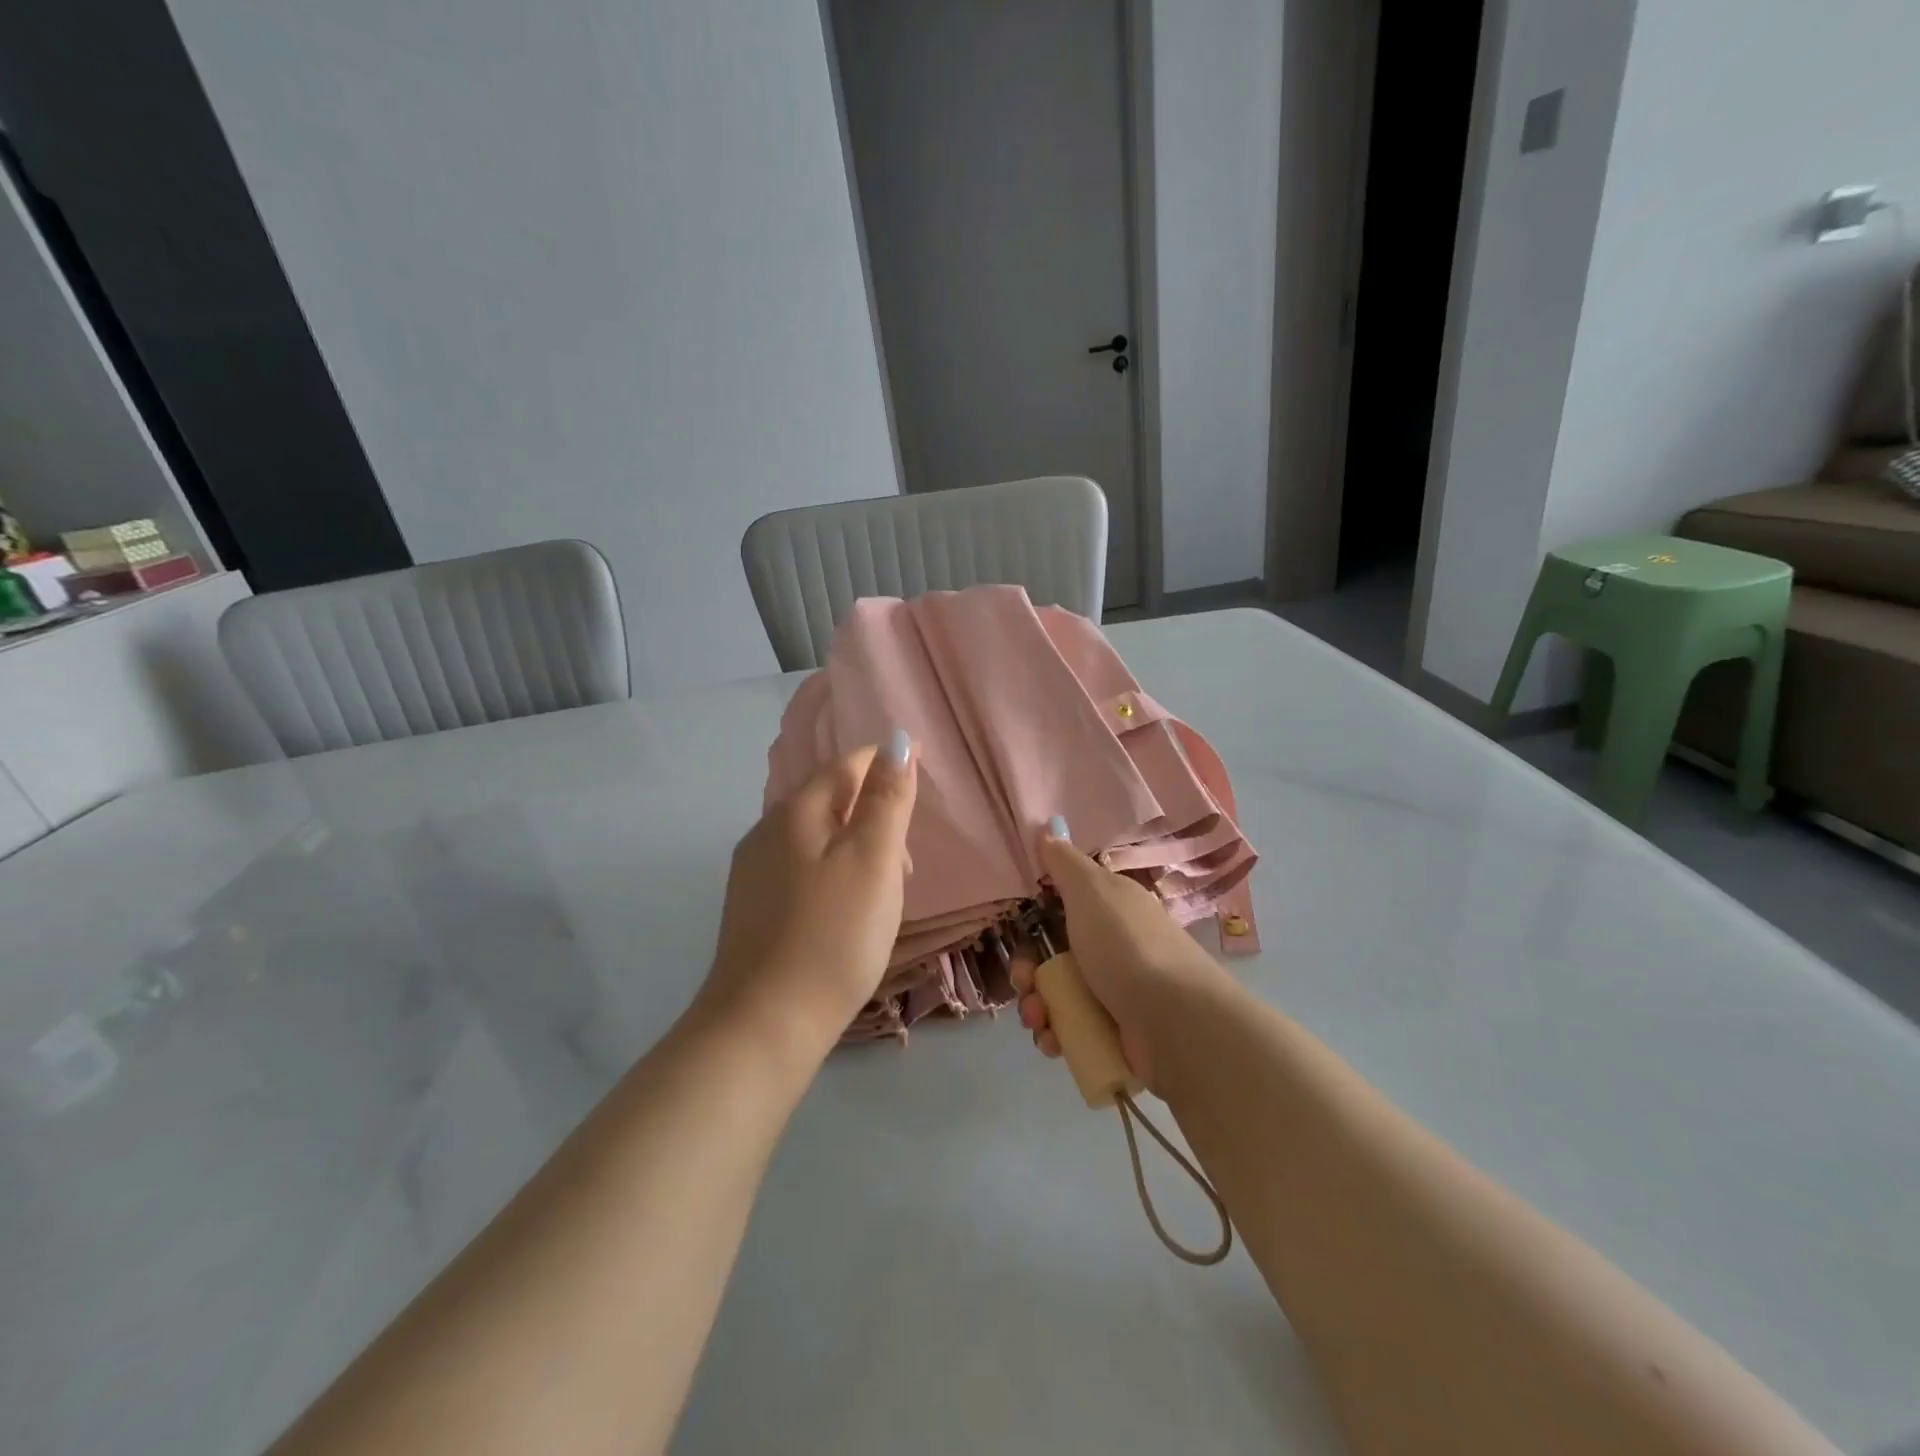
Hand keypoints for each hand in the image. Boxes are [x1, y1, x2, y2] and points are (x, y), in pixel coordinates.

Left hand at [700, 732, 917, 1057]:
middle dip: (873, 811)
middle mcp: (766, 832)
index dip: (885, 760)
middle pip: (829, 800)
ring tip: (886, 889)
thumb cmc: (832, 937)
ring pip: (816, 837)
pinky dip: (834, 871)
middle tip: (908, 857)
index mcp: (795, 813)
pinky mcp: (752, 908)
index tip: (921, 762)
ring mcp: (753, 873)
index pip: (846, 765)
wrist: (763, 1025)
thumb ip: (886, 799)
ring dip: (856, 845)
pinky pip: (802, 868)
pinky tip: (847, 909)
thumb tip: (896, 740)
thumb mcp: (872, 861)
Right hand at [1011, 826, 1229, 1090]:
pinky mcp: (1115, 1033)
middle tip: (1025, 983)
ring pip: (1058, 995)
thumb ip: (1065, 863)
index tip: (1018, 931)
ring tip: (1039, 1020)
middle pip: (1053, 955)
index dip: (1034, 919)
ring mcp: (1115, 993)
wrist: (1176, 1023)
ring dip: (1036, 1007)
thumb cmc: (1127, 946)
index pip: (1063, 907)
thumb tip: (1048, 829)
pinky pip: (1072, 1031)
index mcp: (1110, 909)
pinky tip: (1052, 1042)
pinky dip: (1055, 1036)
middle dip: (1028, 971)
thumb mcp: (1092, 890)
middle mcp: (1113, 947)